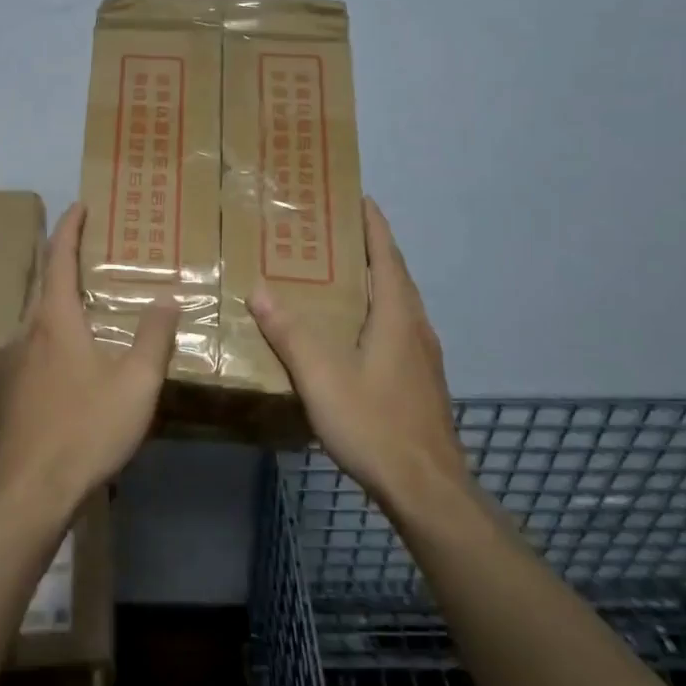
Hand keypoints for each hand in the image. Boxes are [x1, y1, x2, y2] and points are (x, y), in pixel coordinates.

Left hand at [0, 203, 179, 510]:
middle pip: (43, 281)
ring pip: (37, 313)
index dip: (69, 228)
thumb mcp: (135, 383)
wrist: (30, 491)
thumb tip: (167, 299)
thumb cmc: (86, 429)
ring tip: (87, 293)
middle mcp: (29, 331)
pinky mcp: (15, 389)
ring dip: (58, 294)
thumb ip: (153, 337)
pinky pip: (36, 341)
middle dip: (62, 257)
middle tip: (91, 246)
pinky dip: (55, 325)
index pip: (58, 258)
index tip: (79, 205)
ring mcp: (16, 361)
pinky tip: (74, 349)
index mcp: (55, 319)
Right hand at [249, 198, 467, 512]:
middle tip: (338, 233)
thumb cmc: (374, 423)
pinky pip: (399, 329)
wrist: (426, 487)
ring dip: (377, 282)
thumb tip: (259, 288)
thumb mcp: (322, 377)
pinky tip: (357, 333)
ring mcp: (424, 357)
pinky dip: (379, 312)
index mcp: (396, 316)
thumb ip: (290, 332)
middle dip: (372, 249)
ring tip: (344, 275)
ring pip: (399, 305)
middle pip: (395, 276)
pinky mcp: (422, 382)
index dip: (374, 226)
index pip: (386, 257)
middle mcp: (416, 328)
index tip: (360, 198)